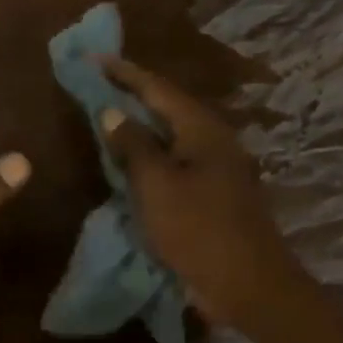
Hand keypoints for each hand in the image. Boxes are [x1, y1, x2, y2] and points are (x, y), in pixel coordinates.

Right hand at [98, 57, 309, 333]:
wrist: (248, 284)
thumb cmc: (198, 229)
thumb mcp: (156, 184)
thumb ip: (133, 145)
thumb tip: (113, 112)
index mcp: (202, 128)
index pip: (158, 88)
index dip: (124, 73)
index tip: (94, 58)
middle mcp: (214, 140)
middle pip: (168, 109)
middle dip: (133, 97)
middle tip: (98, 86)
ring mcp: (218, 169)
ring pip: (173, 138)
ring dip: (142, 129)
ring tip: (110, 120)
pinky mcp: (216, 195)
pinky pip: (178, 164)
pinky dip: (153, 158)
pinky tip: (134, 164)